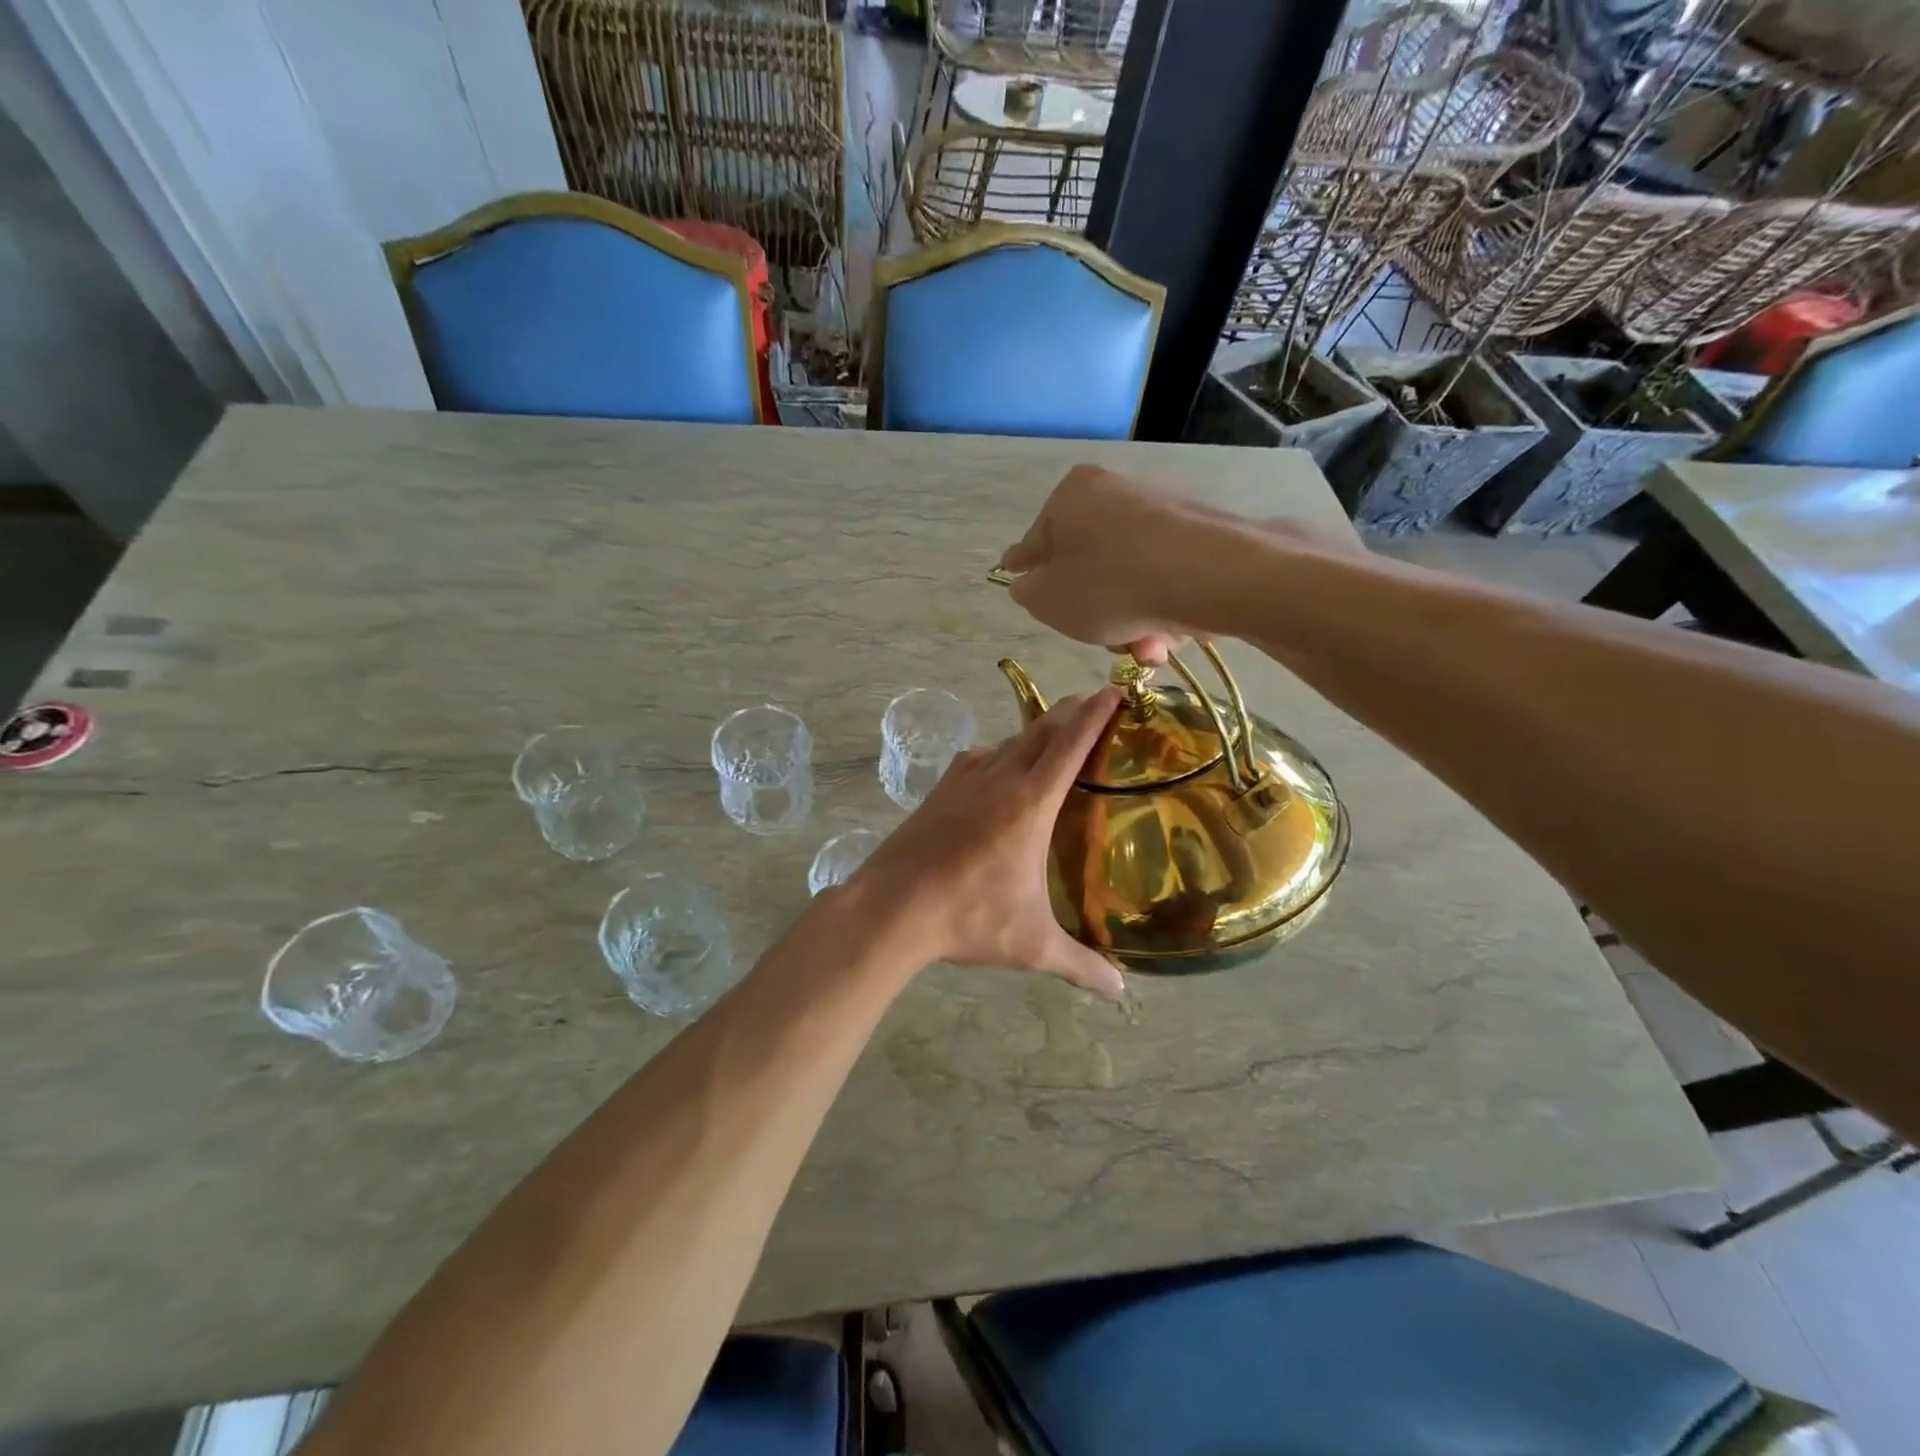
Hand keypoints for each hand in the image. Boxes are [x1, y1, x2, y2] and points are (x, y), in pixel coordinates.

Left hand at [851, 688, 1126, 999]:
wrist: (890, 908)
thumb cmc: (967, 919)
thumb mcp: (1031, 944)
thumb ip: (1080, 966)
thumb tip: (1121, 992)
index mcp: (1030, 804)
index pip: (1071, 744)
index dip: (1095, 714)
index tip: (1114, 690)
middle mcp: (999, 779)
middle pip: (1041, 730)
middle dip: (1071, 711)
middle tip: (1093, 702)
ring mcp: (964, 780)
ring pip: (1009, 741)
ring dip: (1036, 731)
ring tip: (1054, 733)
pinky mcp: (939, 790)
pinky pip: (978, 758)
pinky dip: (999, 753)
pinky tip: (998, 769)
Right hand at [998, 464, 1356, 661]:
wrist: (1211, 575)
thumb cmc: (1110, 585)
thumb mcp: (1048, 600)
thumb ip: (1027, 592)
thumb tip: (1029, 583)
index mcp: (1071, 496)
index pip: (1037, 540)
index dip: (1025, 566)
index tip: (1015, 575)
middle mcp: (1115, 493)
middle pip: (1088, 563)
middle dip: (1092, 611)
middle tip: (1098, 638)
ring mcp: (1160, 512)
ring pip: (1127, 578)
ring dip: (1129, 621)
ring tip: (1144, 648)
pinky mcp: (1198, 535)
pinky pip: (1163, 579)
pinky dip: (1160, 609)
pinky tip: (1169, 637)